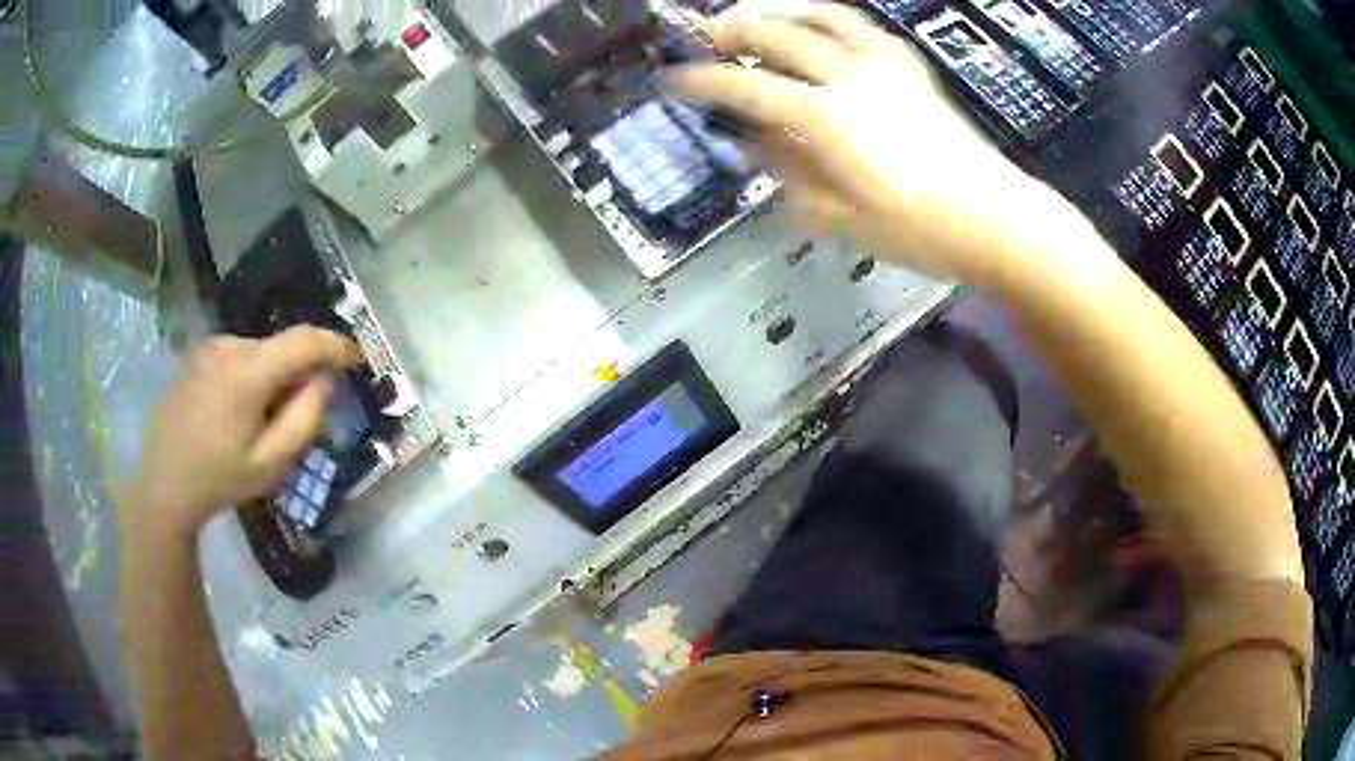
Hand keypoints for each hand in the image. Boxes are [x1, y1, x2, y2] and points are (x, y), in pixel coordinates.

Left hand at [122, 326, 360, 543]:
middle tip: (296, 417)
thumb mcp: (271, 463)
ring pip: (255, 354)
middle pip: (279, 349)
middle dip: (297, 374)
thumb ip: (306, 418)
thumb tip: (324, 380)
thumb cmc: (219, 479)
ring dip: (269, 377)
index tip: (356, 360)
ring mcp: (207, 350)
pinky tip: (231, 416)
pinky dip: (246, 378)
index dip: (336, 345)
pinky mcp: (193, 359)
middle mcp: (228, 347)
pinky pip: (232, 359)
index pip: (304, 340)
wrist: (163, 485)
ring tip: (258, 423)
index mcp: (249, 371)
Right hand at [671, 4, 1070, 285]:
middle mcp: (849, 78)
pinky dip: (835, 16)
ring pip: (822, 16)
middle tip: (707, 36)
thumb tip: (756, 146)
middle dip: (733, 32)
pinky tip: (825, 21)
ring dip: (782, 10)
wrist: (995, 218)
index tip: (673, 80)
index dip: (702, 83)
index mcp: (826, 118)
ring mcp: (884, 67)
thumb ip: (790, 176)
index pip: (747, 90)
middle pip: (777, 37)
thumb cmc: (921, 231)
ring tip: (760, 15)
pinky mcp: (912, 70)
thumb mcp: (841, 219)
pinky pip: (865, 27)